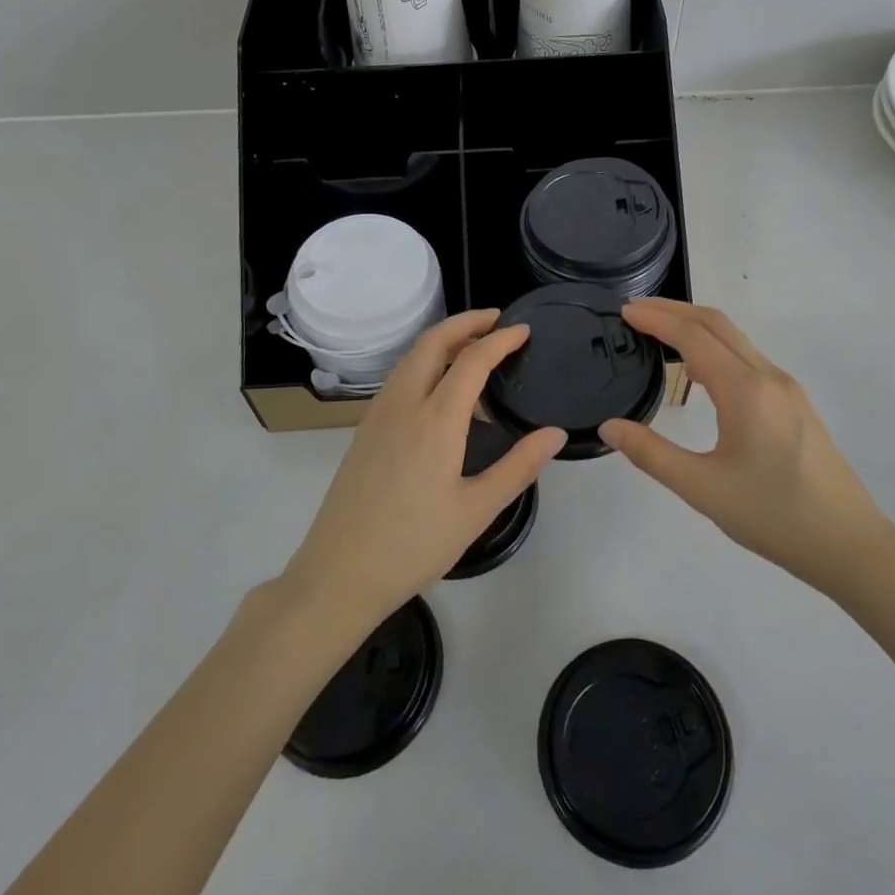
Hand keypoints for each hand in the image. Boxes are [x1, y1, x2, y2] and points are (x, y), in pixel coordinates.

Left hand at [282, 310, 565, 630]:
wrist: (339, 573)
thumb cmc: (413, 545)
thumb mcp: (476, 510)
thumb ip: (519, 467)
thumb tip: (555, 433)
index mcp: (435, 420)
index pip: (472, 359)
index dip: (501, 339)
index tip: (525, 330)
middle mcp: (403, 404)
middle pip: (433, 342)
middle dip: (466, 322)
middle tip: (497, 321)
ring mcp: (378, 414)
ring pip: (411, 358)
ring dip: (443, 341)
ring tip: (474, 350)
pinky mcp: (365, 430)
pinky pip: (399, 379)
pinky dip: (425, 364)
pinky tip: (441, 392)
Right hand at [599, 298, 890, 591]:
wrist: (850, 544)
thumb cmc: (773, 517)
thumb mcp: (702, 489)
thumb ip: (651, 455)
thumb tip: (610, 427)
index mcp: (746, 391)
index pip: (694, 336)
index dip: (657, 318)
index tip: (624, 310)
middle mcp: (769, 377)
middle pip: (717, 324)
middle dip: (674, 310)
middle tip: (636, 311)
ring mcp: (787, 388)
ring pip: (736, 339)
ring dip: (696, 326)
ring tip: (659, 333)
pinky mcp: (795, 403)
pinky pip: (748, 358)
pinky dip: (715, 346)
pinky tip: (699, 368)